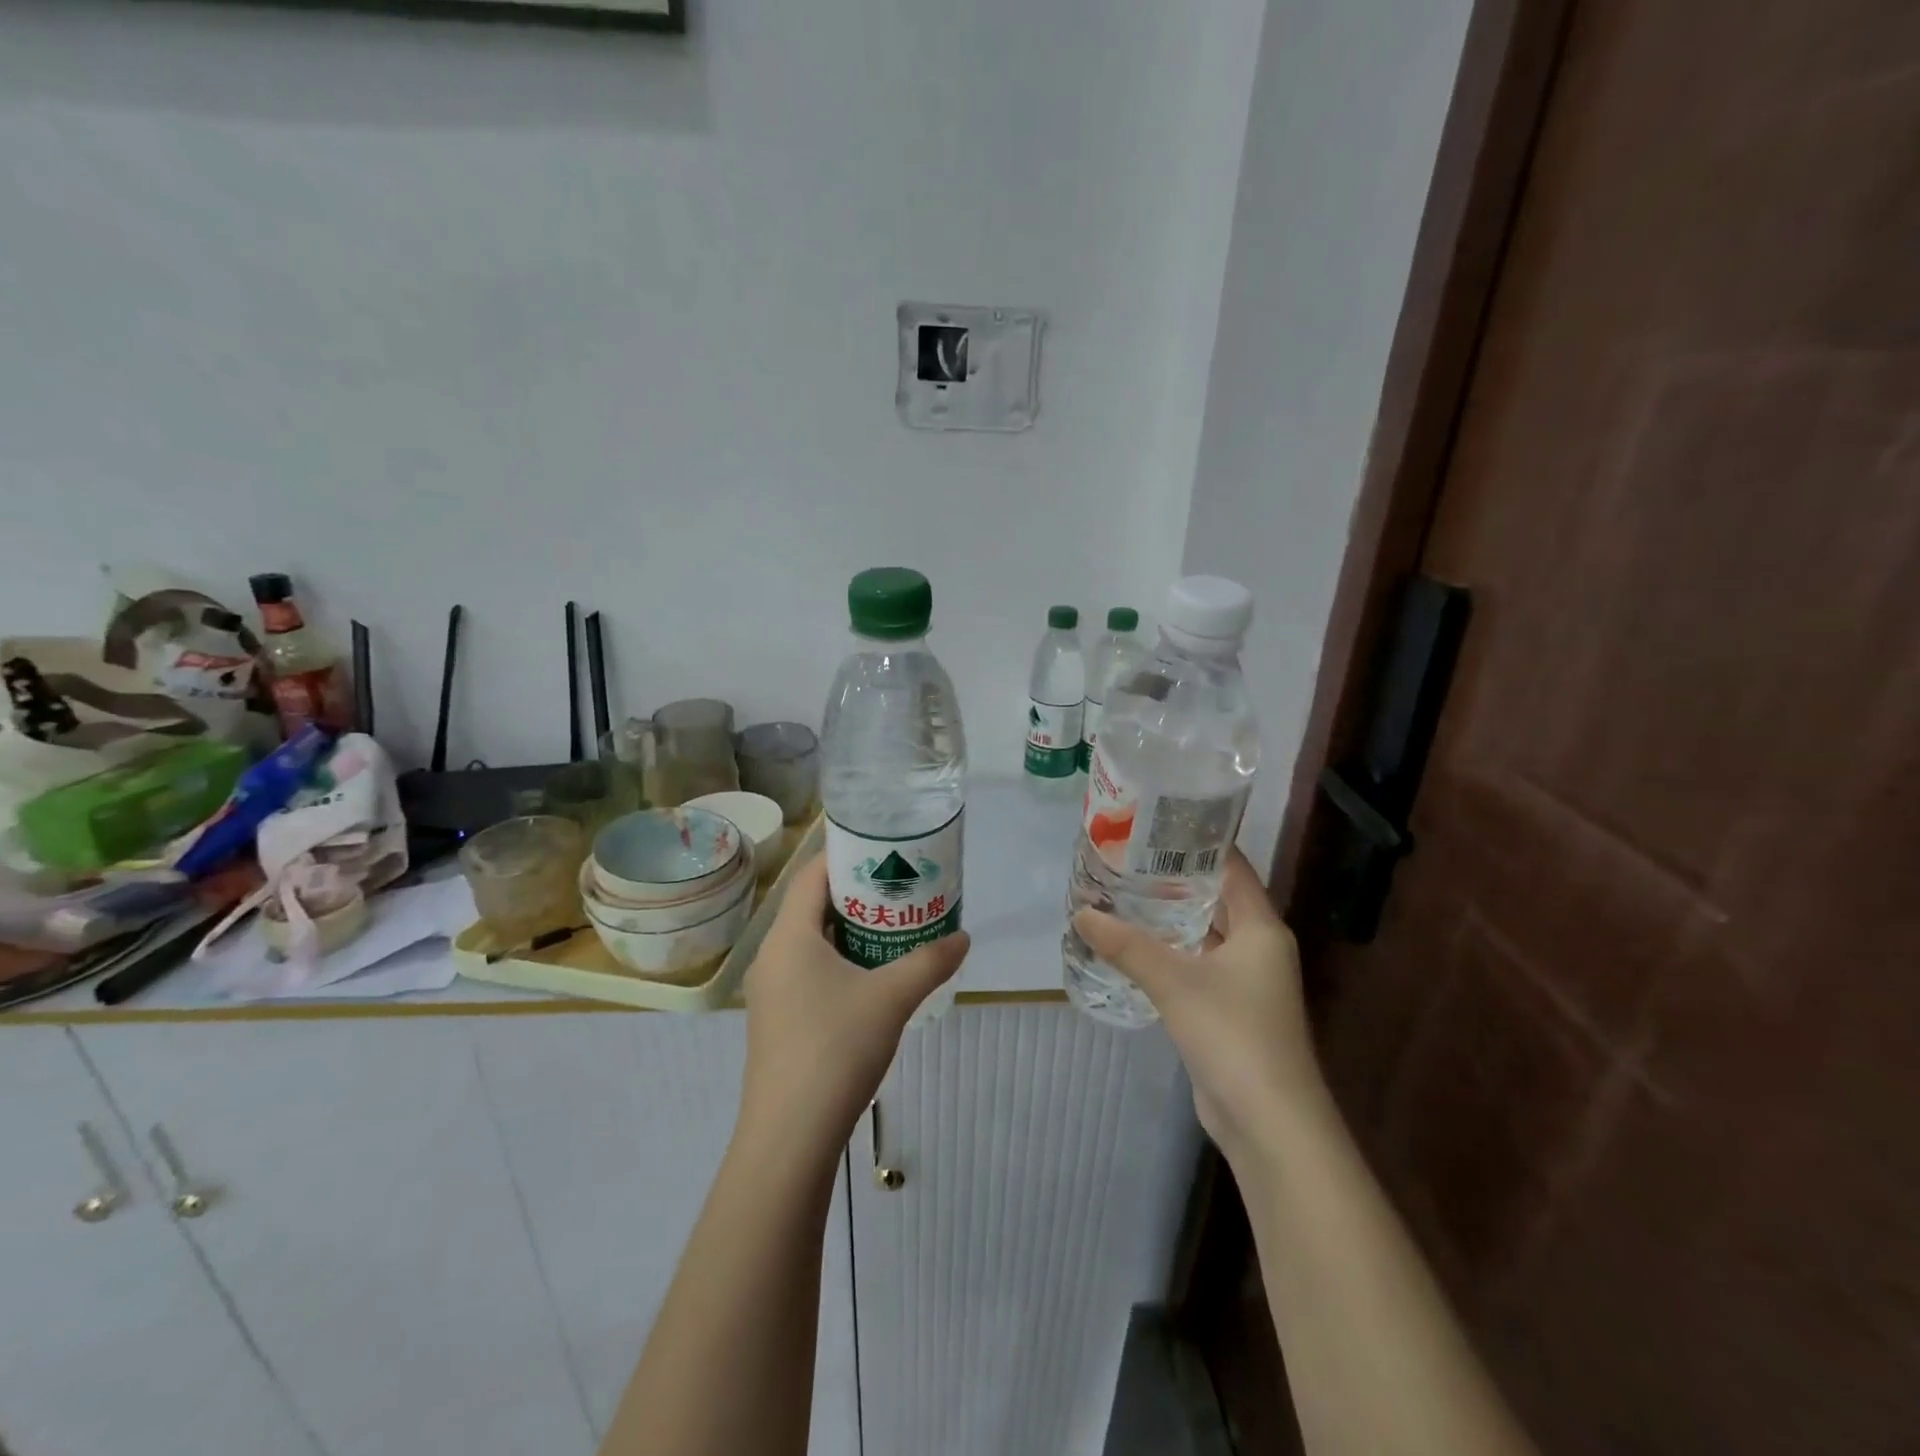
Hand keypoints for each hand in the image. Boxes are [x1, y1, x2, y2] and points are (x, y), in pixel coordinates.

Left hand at [740, 856, 970, 1163]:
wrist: (790, 1135)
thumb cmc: (836, 1048)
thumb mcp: (892, 998)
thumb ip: (930, 962)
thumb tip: (964, 938)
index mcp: (789, 936)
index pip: (813, 875)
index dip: (847, 856)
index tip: (886, 852)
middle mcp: (772, 955)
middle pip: (812, 906)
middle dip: (857, 895)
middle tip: (901, 889)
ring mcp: (770, 990)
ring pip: (811, 942)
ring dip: (849, 931)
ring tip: (894, 928)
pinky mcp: (776, 1019)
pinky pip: (807, 970)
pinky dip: (838, 961)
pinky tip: (871, 977)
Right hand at [1071, 850, 1324, 1159]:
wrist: (1269, 1123)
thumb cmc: (1234, 1036)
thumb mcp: (1175, 983)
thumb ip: (1127, 946)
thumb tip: (1082, 912)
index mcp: (1260, 927)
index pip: (1232, 865)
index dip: (1199, 841)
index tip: (1156, 821)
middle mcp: (1258, 946)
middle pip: (1216, 896)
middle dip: (1175, 876)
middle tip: (1127, 854)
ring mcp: (1245, 980)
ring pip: (1204, 932)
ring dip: (1169, 915)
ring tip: (1122, 890)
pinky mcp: (1228, 1008)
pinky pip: (1196, 963)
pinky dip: (1169, 950)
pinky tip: (1133, 943)